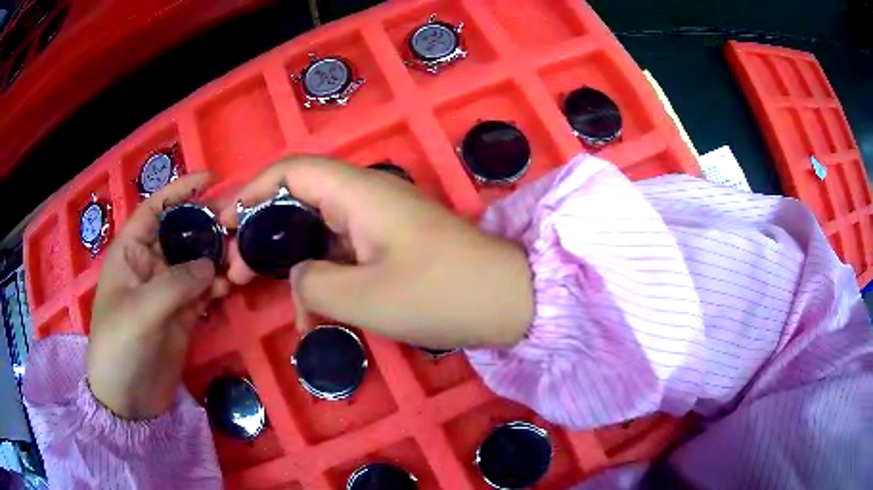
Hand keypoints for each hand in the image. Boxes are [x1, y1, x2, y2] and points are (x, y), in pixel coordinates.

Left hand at [87, 173, 228, 418]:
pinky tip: (229, 286)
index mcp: (130, 251)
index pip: (155, 209)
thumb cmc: (119, 347)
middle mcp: (150, 264)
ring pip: (196, 261)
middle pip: (181, 232)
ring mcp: (168, 290)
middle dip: (207, 224)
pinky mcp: (183, 314)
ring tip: (240, 258)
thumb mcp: (141, 312)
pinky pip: (203, 290)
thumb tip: (211, 265)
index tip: (211, 179)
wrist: (128, 400)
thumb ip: (175, 284)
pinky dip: (217, 285)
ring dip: (217, 257)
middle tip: (239, 220)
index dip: (180, 191)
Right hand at [220, 156, 533, 348]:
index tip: (226, 221)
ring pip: (316, 231)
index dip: (253, 190)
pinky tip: (308, 312)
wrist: (506, 301)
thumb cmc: (439, 294)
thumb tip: (297, 276)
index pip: (293, 171)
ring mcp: (379, 223)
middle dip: (261, 231)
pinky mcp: (389, 247)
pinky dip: (318, 277)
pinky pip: (340, 253)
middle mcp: (365, 199)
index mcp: (358, 194)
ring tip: (256, 288)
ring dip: (285, 258)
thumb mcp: (364, 296)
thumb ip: (313, 283)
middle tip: (235, 269)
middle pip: (298, 200)